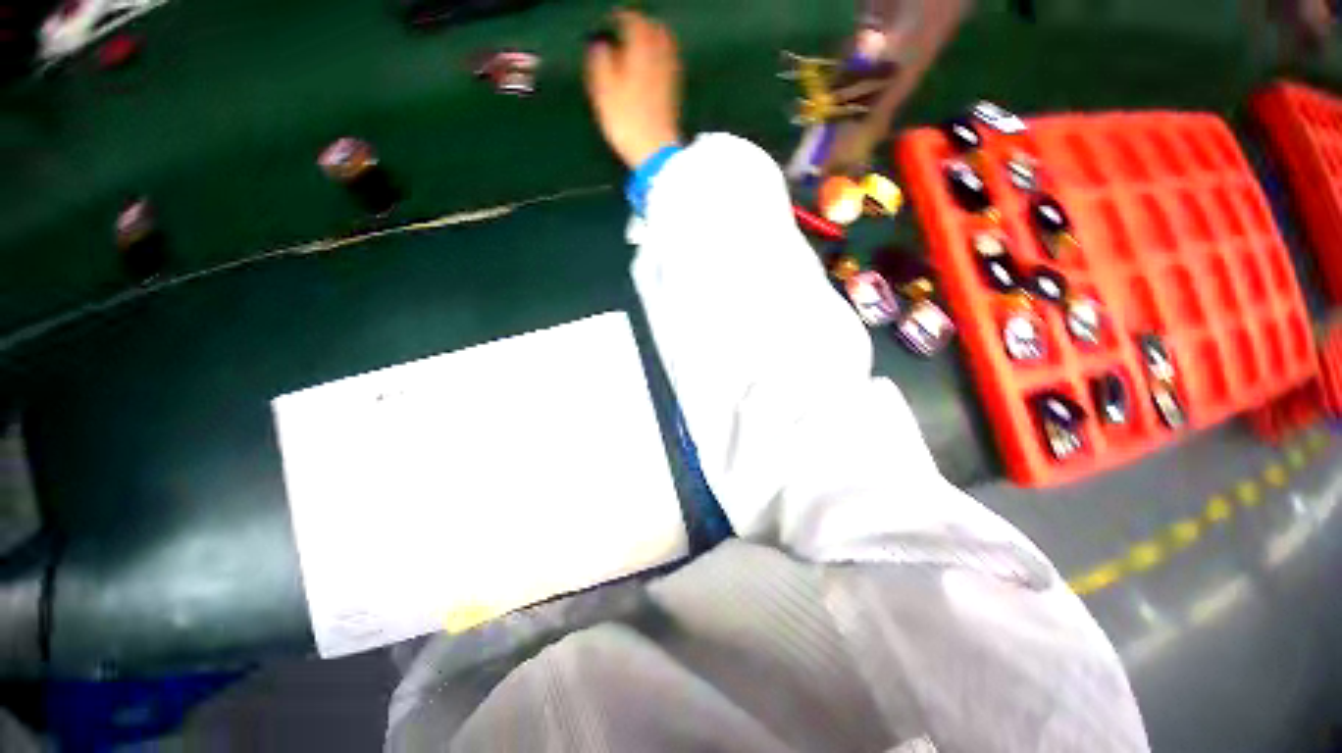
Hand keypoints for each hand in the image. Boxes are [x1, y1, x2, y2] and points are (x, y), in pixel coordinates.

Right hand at [585, 10, 682, 168]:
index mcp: (640, 51)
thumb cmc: (626, 122)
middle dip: (642, 25)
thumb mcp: (604, 92)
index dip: (620, 18)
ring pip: (666, 46)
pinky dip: (661, 58)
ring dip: (654, 39)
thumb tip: (600, 45)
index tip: (610, 21)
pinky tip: (654, 66)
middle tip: (629, 27)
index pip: (633, 22)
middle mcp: (659, 58)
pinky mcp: (674, 95)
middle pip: (655, 29)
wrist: (655, 152)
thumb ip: (601, 63)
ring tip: (641, 43)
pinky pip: (670, 65)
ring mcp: (670, 77)